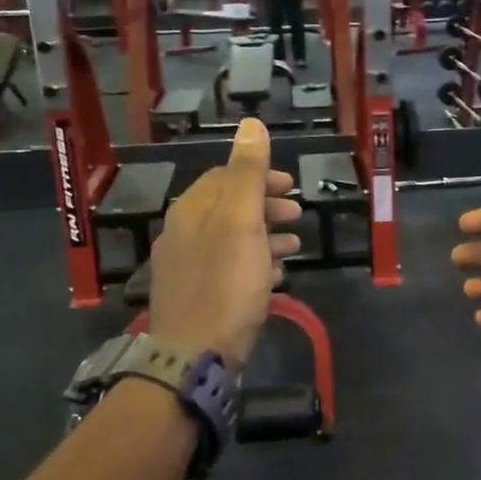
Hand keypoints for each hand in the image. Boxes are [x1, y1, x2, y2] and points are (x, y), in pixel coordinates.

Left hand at [149, 118, 302, 372]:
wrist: (194, 357)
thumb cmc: (224, 285)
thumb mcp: (241, 222)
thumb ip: (248, 173)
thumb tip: (251, 122)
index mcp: (190, 212)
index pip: (222, 178)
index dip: (258, 176)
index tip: (291, 185)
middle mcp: (182, 236)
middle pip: (227, 209)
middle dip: (265, 206)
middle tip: (299, 213)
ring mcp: (187, 271)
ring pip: (230, 241)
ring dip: (265, 236)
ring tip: (296, 243)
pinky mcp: (197, 301)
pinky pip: (229, 271)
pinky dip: (254, 264)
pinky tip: (275, 277)